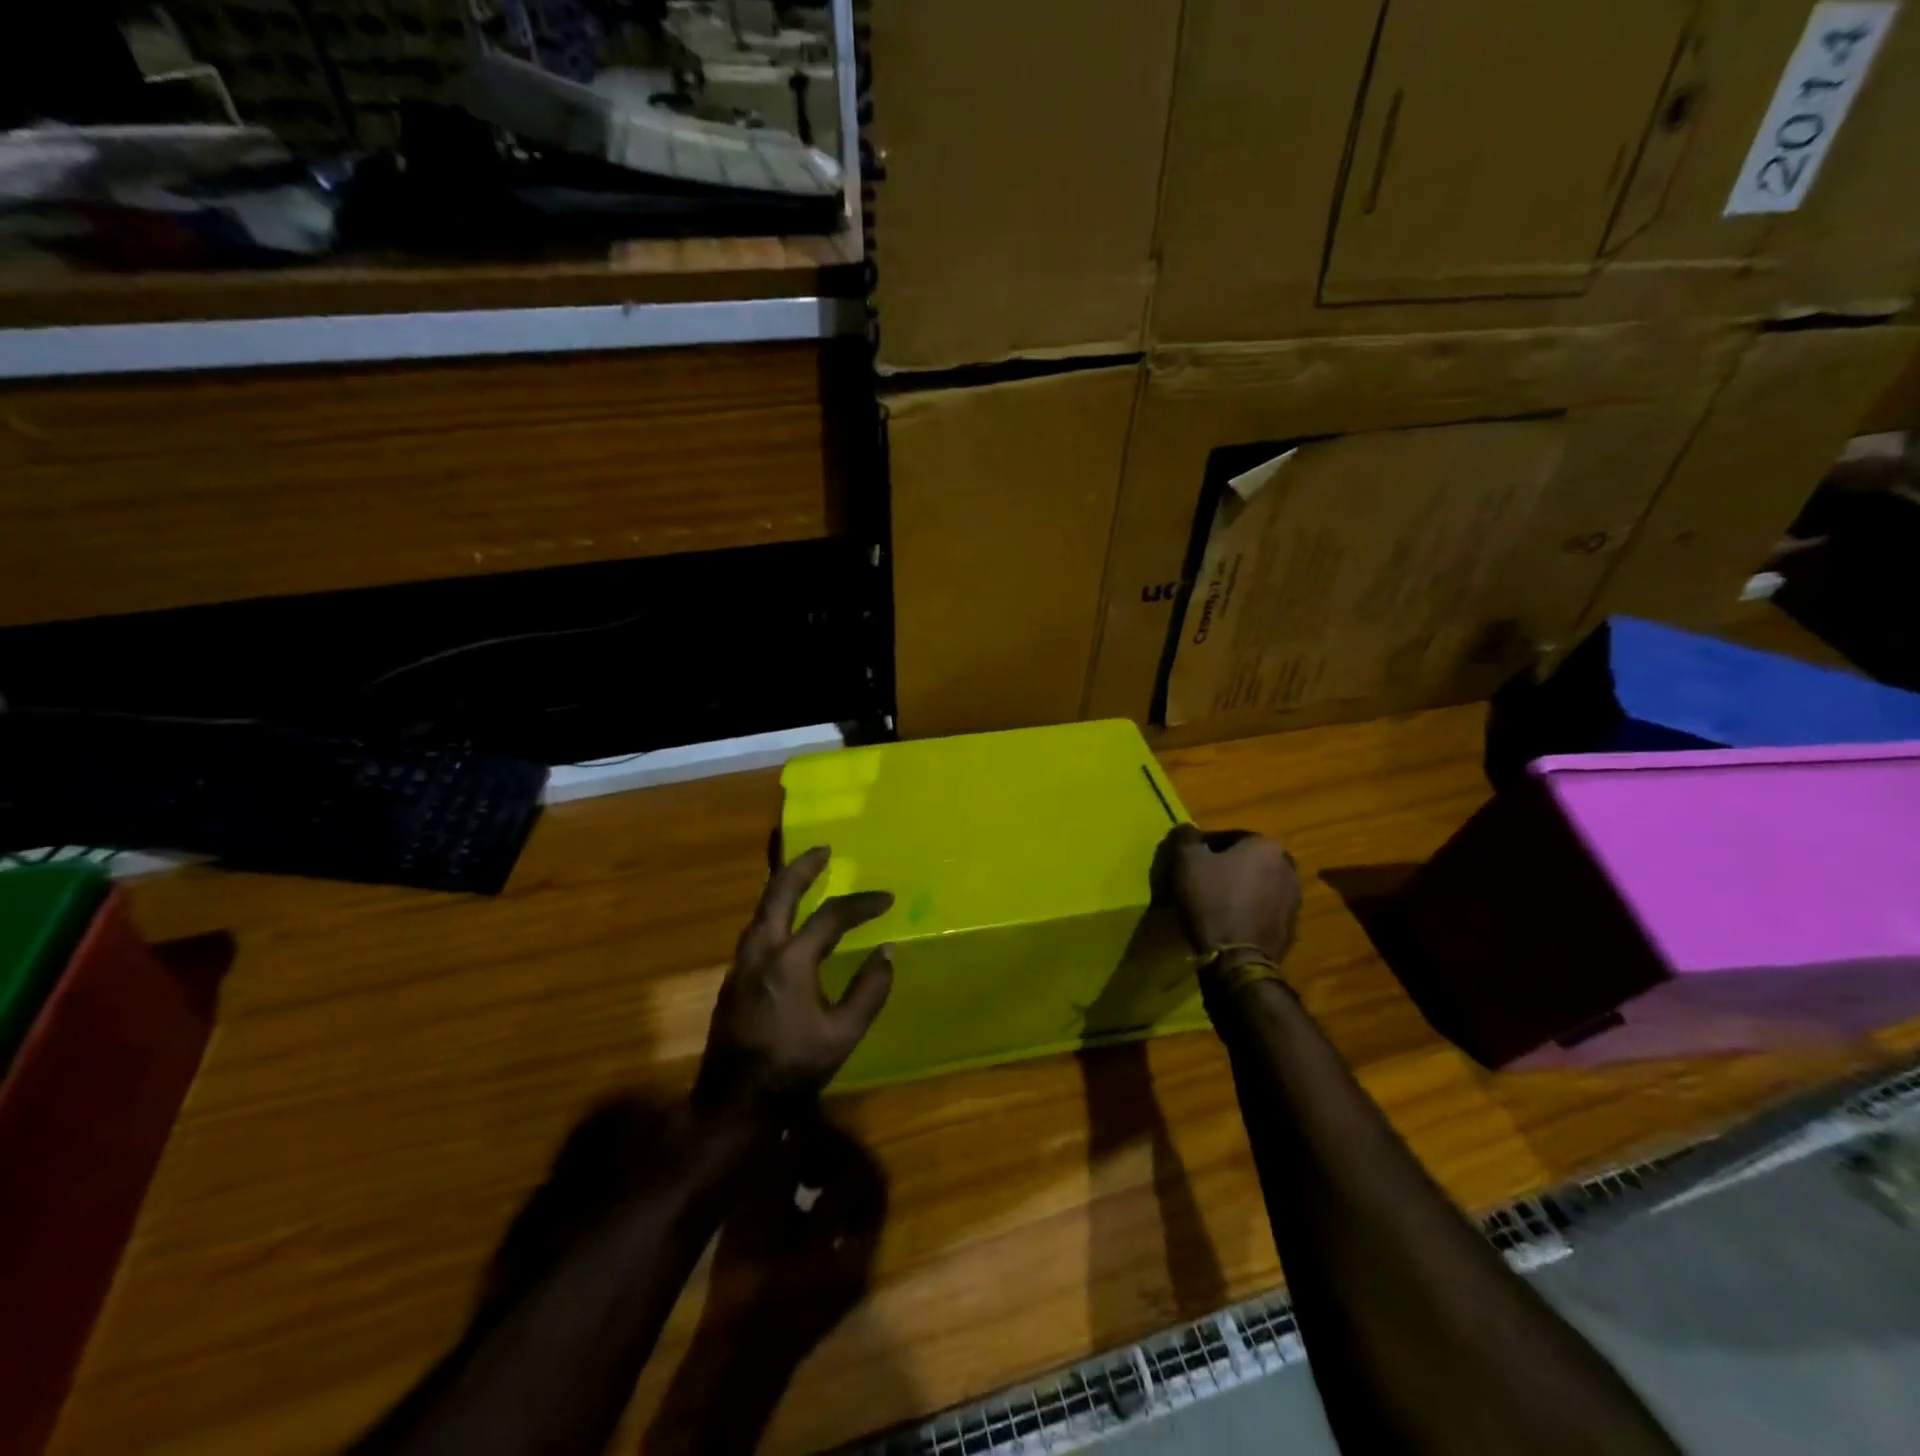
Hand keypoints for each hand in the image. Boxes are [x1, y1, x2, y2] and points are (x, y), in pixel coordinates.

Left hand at [694, 847, 894, 1117]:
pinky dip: (773, 911)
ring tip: (803, 875)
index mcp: (790, 962)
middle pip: (778, 894)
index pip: (830, 918)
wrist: (734, 1104)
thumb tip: (887, 952)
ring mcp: (742, 964)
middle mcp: (761, 952)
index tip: (886, 899)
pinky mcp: (734, 979)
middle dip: (801, 867)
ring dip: (782, 886)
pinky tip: (785, 920)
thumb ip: (869, 990)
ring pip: (761, 910)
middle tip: (823, 849)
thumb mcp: (843, 1034)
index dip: (861, 904)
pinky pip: (755, 929)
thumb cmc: (793, 1069)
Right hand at [1159, 825, 1301, 972]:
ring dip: (1239, 888)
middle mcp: (1288, 866)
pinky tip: (1229, 921)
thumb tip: (1187, 830)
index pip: (1230, 836)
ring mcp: (1294, 898)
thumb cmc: (1212, 900)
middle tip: (1202, 881)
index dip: (1205, 847)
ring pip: (1258, 884)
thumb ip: (1186, 837)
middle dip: (1226, 867)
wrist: (1238, 958)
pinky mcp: (1292, 926)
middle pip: (1247, 860)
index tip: (1189, 861)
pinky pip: (1264, 909)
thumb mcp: (1186, 860)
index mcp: (1266, 845)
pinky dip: (1249, 910)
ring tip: (1214, 902)